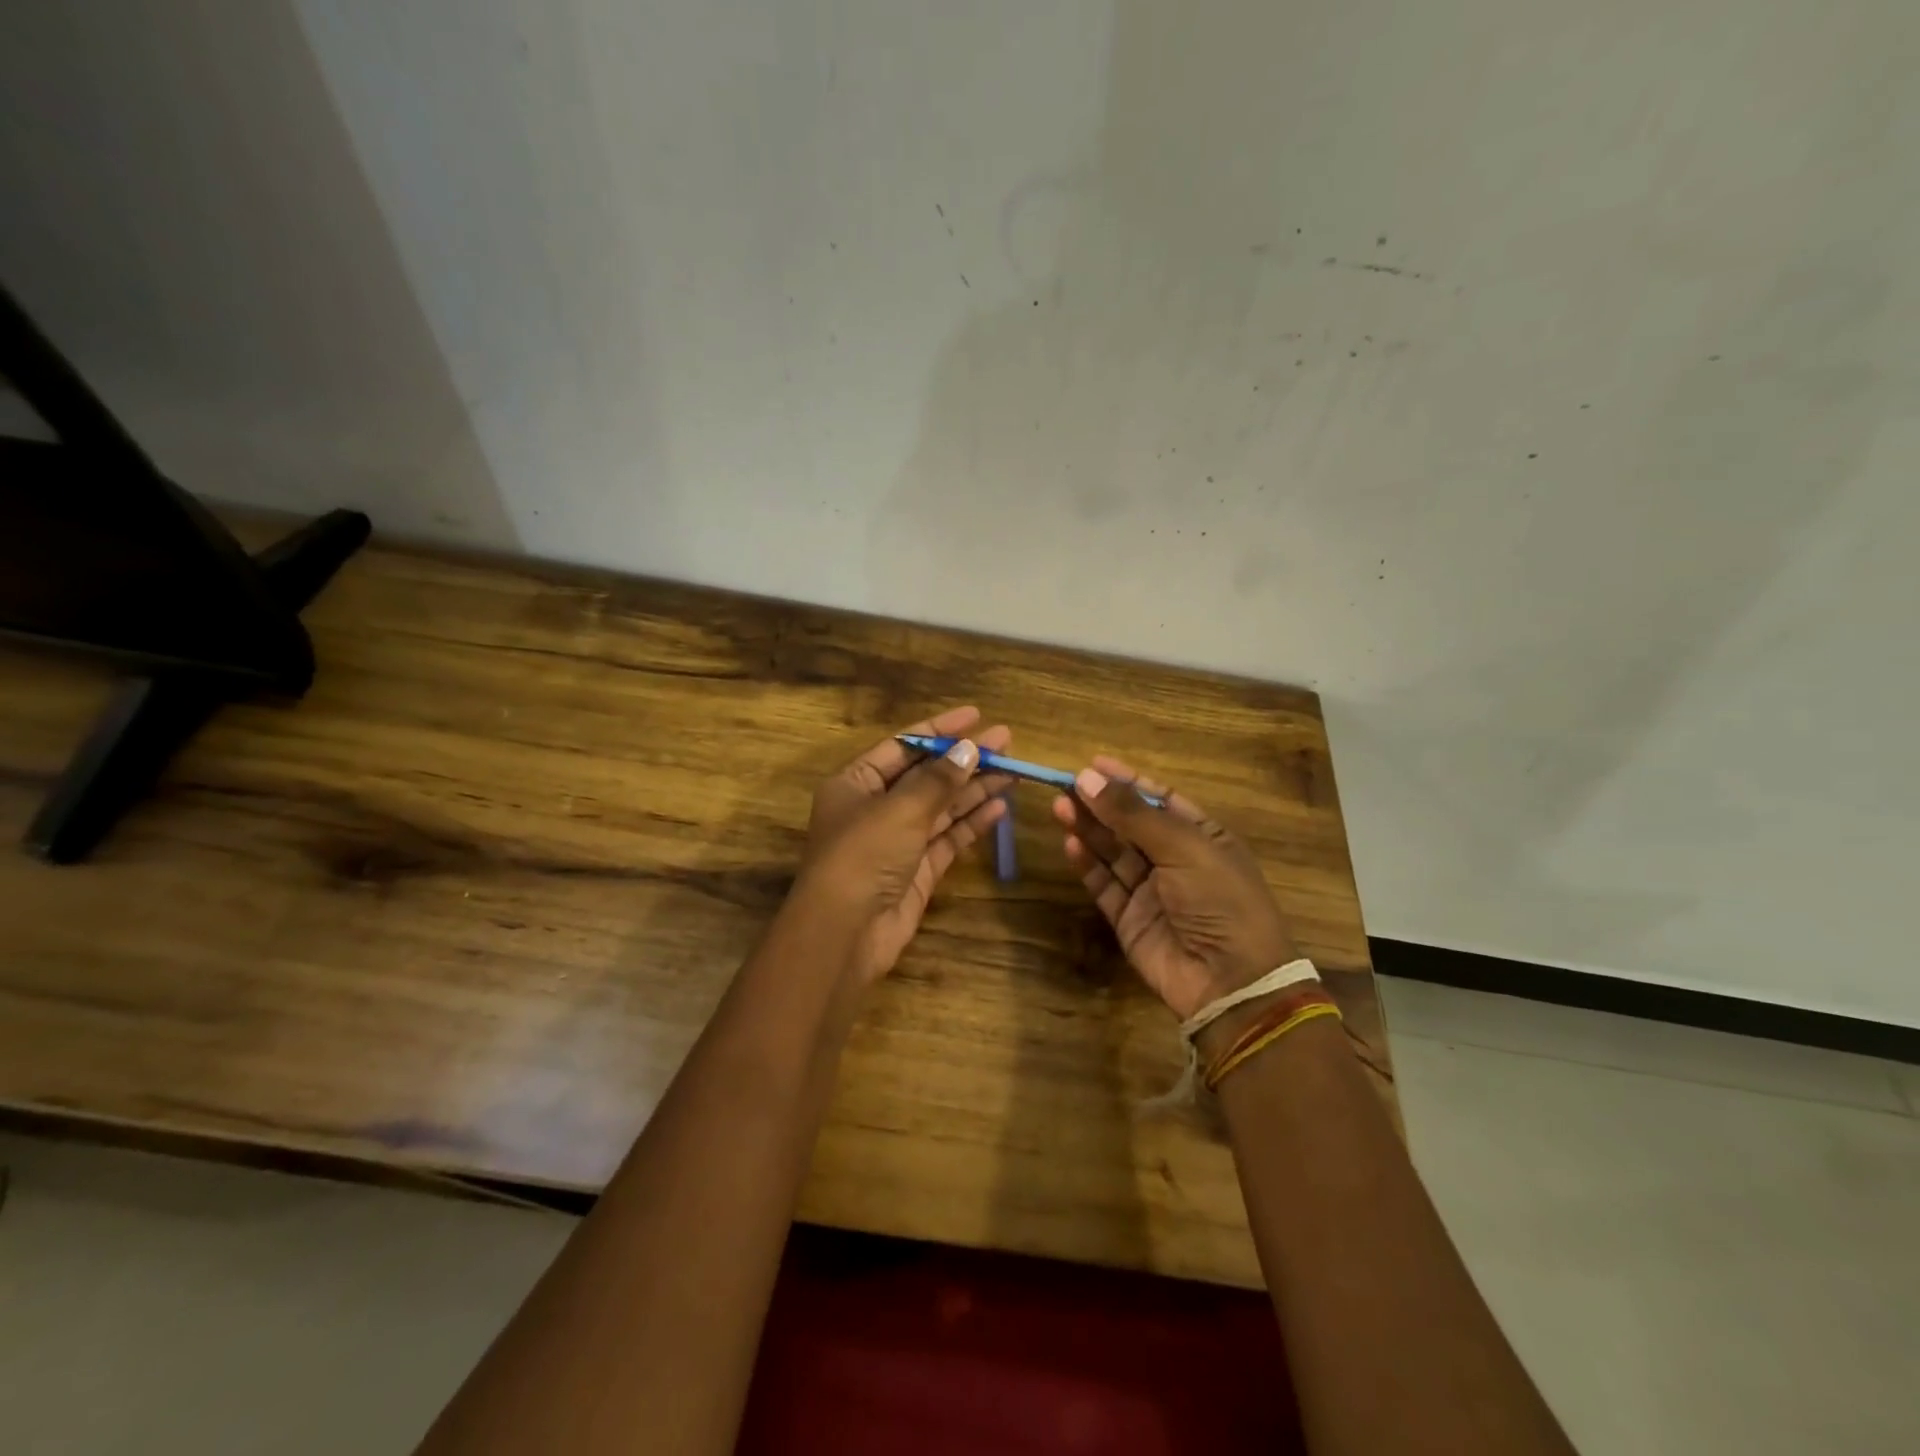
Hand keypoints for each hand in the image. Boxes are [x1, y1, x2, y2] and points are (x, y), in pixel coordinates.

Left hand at [793, 706, 1013, 987]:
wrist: (845, 933)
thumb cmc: (863, 856)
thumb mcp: (900, 809)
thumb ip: (938, 780)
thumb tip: (969, 749)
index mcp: (856, 783)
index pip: (903, 745)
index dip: (939, 729)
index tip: (976, 716)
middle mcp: (876, 807)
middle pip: (927, 775)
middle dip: (964, 759)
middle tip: (1006, 741)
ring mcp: (898, 840)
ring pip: (942, 807)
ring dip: (975, 788)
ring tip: (1013, 769)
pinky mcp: (918, 870)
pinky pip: (949, 838)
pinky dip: (973, 822)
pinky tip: (1001, 806)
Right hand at [1051, 756, 1298, 1021]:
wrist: (1230, 981)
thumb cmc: (1220, 901)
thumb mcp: (1183, 848)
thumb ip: (1132, 815)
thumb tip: (1087, 777)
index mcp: (1203, 837)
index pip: (1161, 799)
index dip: (1128, 781)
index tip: (1092, 764)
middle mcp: (1176, 861)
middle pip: (1131, 824)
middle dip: (1101, 804)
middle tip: (1065, 785)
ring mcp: (1151, 891)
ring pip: (1113, 852)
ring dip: (1089, 830)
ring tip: (1060, 807)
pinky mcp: (1129, 919)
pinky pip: (1104, 885)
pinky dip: (1087, 865)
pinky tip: (1070, 844)